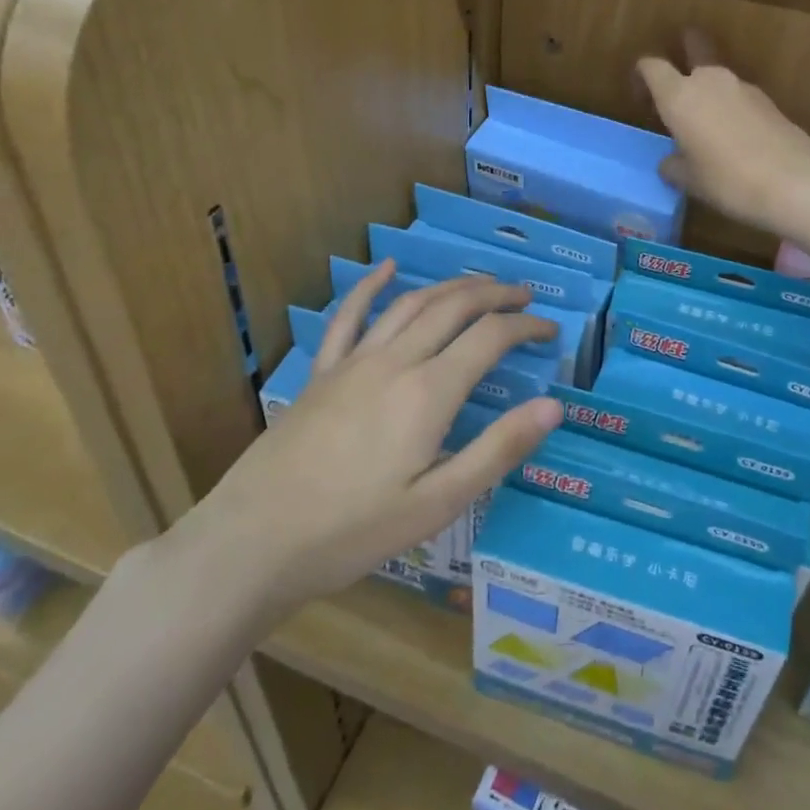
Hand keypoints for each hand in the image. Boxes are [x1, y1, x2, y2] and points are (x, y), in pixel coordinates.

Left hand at [175, 263, 561, 620]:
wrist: (255, 540)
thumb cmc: (353, 531)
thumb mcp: (439, 504)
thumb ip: (498, 450)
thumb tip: (554, 406)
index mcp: (429, 393)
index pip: (490, 337)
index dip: (526, 326)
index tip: (551, 330)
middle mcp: (395, 361)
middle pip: (453, 306)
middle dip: (495, 293)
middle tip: (525, 295)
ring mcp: (353, 361)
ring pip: (410, 303)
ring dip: (450, 286)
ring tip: (479, 284)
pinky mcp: (322, 372)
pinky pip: (349, 316)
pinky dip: (371, 286)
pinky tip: (387, 269)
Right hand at [637, 31, 809, 235]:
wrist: (793, 183)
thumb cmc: (727, 180)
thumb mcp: (689, 181)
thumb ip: (673, 166)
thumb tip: (671, 162)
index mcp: (679, 96)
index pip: (651, 66)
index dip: (642, 77)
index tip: (642, 100)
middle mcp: (709, 81)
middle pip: (694, 48)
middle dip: (683, 53)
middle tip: (676, 82)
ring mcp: (743, 87)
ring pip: (717, 77)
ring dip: (707, 90)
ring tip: (705, 124)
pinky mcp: (768, 101)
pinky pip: (738, 97)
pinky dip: (730, 108)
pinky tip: (733, 138)